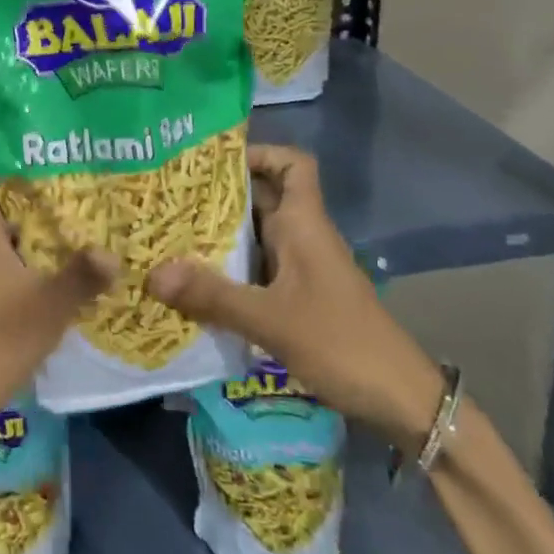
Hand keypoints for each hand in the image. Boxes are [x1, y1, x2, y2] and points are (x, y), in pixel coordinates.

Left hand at [0, 156, 113, 446]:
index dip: (10, 138)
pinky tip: (79, 251)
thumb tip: (117, 249)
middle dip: (44, 175)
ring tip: (94, 195)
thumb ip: (81, 276)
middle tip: (89, 155)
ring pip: (17, 224)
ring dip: (47, 213)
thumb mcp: (44, 308)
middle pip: (8, 191)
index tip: (47, 120)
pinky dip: (45, 246)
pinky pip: (20, 253)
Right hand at [145, 144, 443, 446]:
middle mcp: (302, 236)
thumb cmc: (341, 343)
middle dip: (219, 195)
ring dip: (220, 234)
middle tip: (170, 198)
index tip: (213, 162)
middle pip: (263, 197)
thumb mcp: (271, 319)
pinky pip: (258, 268)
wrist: (401, 400)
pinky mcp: (299, 298)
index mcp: (304, 223)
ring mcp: (302, 268)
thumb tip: (152, 274)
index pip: (291, 163)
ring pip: (257, 235)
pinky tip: (196, 284)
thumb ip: (212, 296)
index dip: (259, 152)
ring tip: (171, 236)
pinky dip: (230, 269)